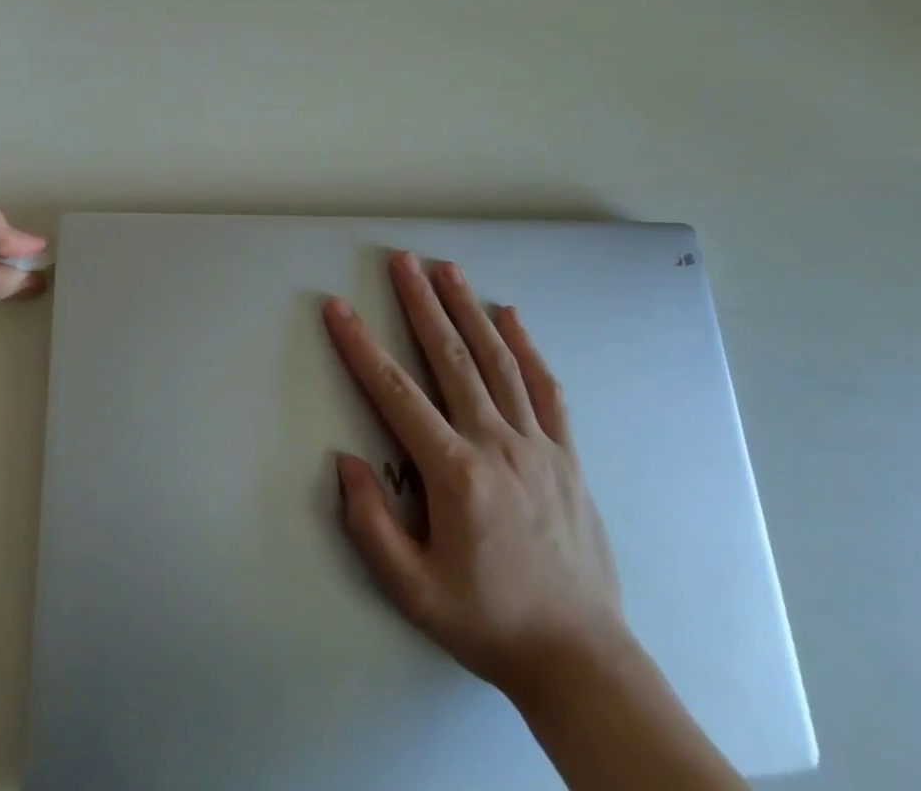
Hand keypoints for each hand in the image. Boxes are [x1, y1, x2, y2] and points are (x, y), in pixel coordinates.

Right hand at [323, 253, 625, 695]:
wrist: (580, 659)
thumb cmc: (488, 623)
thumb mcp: (414, 590)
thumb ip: (372, 524)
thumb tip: (345, 461)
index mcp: (455, 474)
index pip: (396, 393)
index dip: (361, 347)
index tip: (339, 308)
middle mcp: (496, 444)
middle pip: (452, 359)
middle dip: (422, 304)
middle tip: (403, 261)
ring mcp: (538, 445)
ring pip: (498, 361)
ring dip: (469, 309)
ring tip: (448, 270)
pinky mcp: (567, 455)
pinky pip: (546, 389)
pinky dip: (526, 347)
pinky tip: (511, 316)